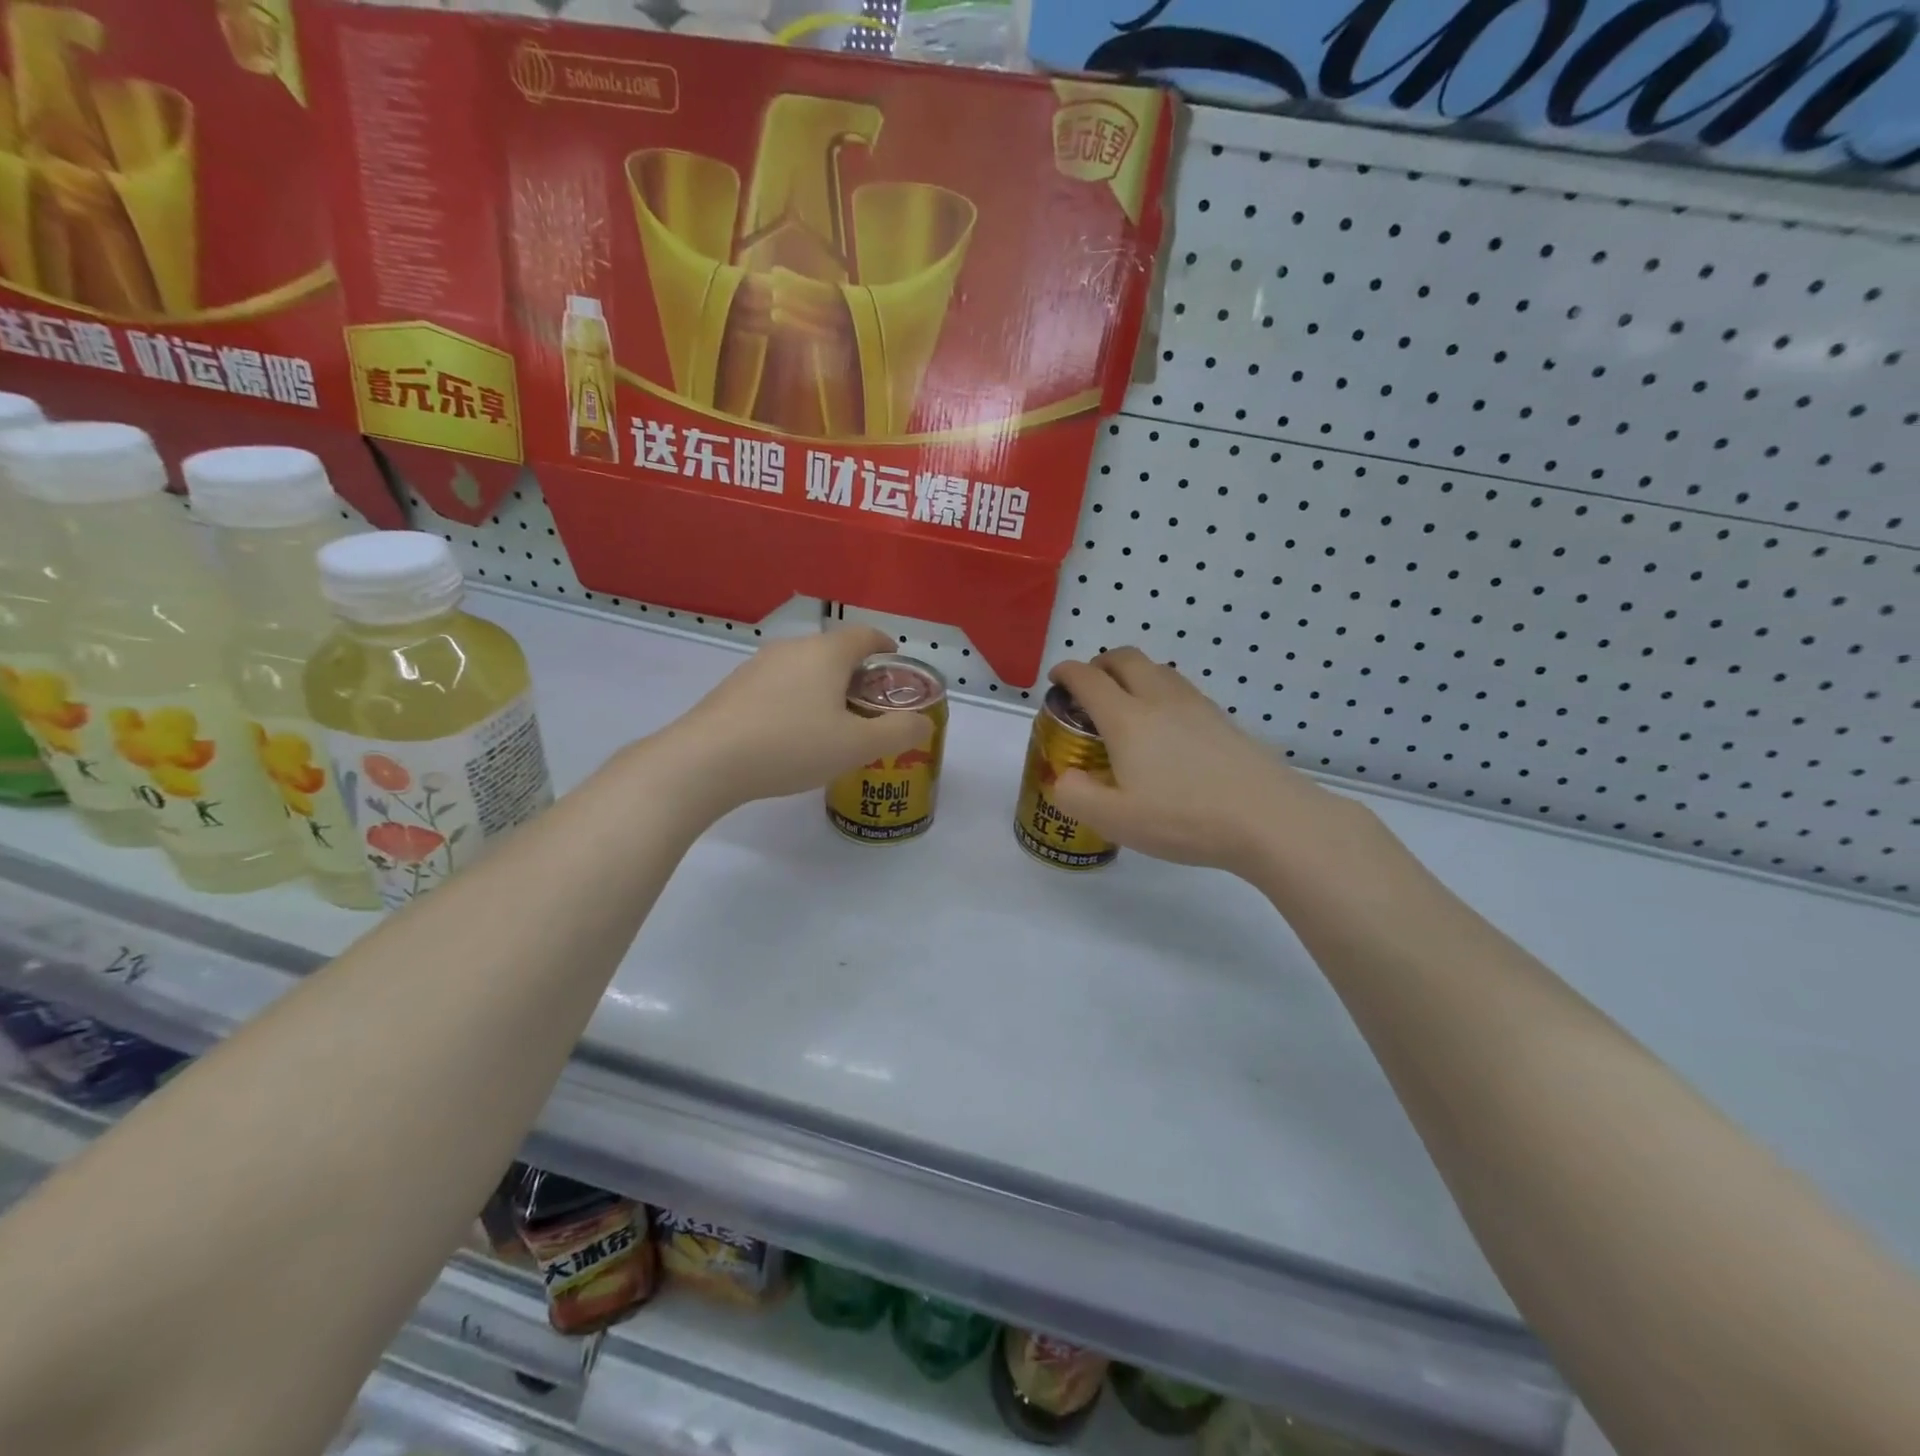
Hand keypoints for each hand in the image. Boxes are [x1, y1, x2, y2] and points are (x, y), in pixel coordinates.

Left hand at [664, 626, 933, 809]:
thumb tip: (922, 723)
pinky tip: (793, 733)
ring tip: (833, 722)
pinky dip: (796, 700)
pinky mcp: (734, 688)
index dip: (885, 646)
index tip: (895, 661)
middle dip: (856, 673)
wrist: (705, 761)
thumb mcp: (857, 746)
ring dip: (824, 687)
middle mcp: (792, 649)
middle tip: (871, 704)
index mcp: (826, 653)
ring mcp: (758, 666)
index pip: (865, 635)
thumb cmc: (792, 745)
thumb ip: (898, 732)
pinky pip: (779, 686)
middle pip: (834, 652)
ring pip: (804, 669)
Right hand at [1047, 648, 1369, 880]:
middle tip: (1090, 686)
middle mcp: (1160, 700)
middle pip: (1126, 658)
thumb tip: (1063, 777)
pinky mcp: (1224, 721)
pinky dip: (1162, 692)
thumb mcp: (1114, 820)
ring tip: (1127, 703)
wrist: (1268, 819)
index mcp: (1127, 719)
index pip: (1088, 679)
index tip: (1056, 680)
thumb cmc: (1183, 818)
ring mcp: (1197, 706)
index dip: (1066, 673)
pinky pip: (1182, 690)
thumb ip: (1075, 796)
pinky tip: (1167, 727)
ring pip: (1158, 669)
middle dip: (1101, 663)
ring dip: (1134, 674)